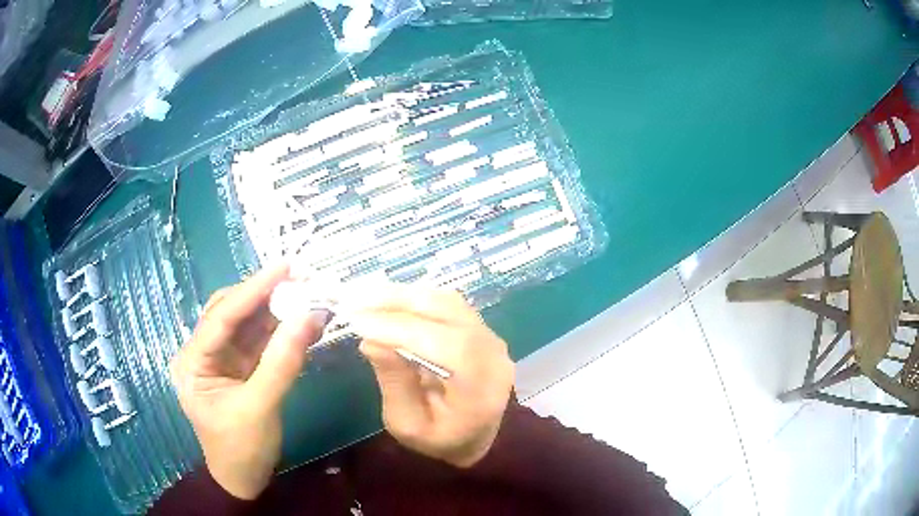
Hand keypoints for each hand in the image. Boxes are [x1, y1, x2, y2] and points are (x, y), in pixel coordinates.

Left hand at [170, 264, 325, 498]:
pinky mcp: (242, 368)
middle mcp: (204, 353)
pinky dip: (283, 332)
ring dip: (278, 311)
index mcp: (193, 362)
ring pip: (249, 325)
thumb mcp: (260, 408)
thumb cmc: (241, 449)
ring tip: (308, 295)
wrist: (245, 481)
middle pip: (233, 313)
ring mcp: (224, 360)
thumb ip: (283, 362)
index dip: (252, 290)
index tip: (284, 267)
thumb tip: (310, 316)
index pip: (221, 317)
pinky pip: (262, 342)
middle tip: (300, 277)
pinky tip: (305, 322)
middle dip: (265, 295)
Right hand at [349, 285, 514, 467]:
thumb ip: (394, 384)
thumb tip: (370, 341)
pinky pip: (447, 304)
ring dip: (404, 296)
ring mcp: (490, 336)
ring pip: (447, 301)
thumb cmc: (441, 439)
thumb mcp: (409, 426)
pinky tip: (387, 301)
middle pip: (449, 313)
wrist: (478, 438)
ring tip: (365, 298)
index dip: (402, 330)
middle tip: (355, 301)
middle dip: (398, 303)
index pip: (448, 347)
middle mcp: (493, 354)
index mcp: (481, 388)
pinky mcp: (480, 328)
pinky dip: (415, 298)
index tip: (359, 323)